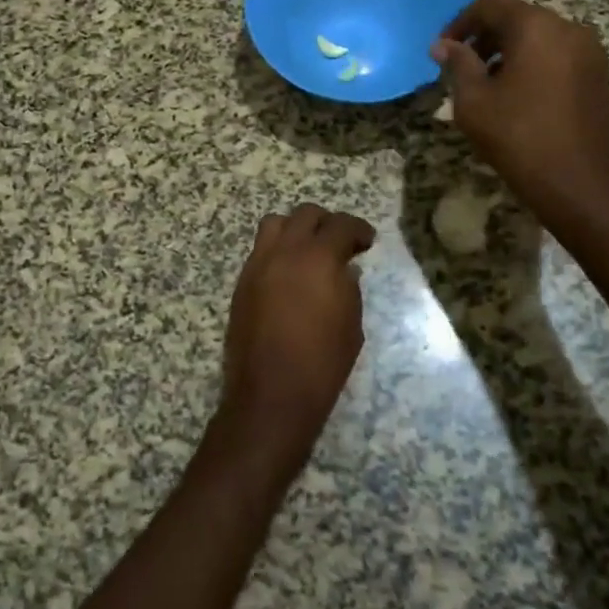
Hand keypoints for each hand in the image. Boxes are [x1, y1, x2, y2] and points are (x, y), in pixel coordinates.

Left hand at [219, 204, 375, 478]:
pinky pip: (261, 250)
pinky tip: (290, 274)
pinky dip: (278, 250)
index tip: (367, 242)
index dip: (359, 229)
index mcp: (318, 258)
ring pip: (276, 223)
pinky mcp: (242, 282)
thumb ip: (349, 288)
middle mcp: (284, 251)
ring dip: (296, 229)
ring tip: (309, 251)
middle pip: (305, 214)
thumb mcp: (351, 325)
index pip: (341, 225)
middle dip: (327, 223)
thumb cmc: (322, 363)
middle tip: (340, 244)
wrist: (271, 395)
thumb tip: (344, 270)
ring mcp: (258, 264)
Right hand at [430, 0, 608, 223]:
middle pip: (518, 17)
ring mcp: (590, 52)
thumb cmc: (516, 136)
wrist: (575, 182)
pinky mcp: (599, 75)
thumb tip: (443, 45)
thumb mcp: (474, 100)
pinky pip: (559, 54)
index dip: (460, 23)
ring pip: (540, 36)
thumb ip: (458, 64)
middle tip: (462, 66)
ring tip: (488, 83)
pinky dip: (534, 62)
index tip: (443, 49)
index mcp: (536, 27)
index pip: (490, 5)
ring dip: (510, 50)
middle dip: (486, 36)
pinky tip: (519, 94)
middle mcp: (568, 29)